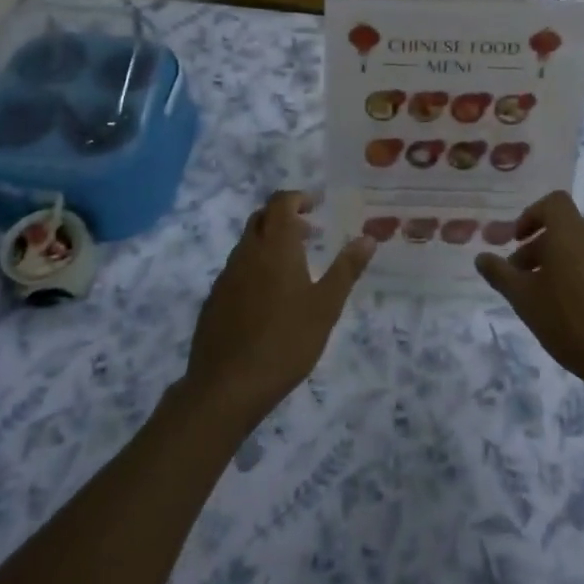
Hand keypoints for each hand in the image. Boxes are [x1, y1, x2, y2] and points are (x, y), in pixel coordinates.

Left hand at [182, 191, 375, 428]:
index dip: (298, 198)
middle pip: (261, 218)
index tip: (316, 204)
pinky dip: (255, 265)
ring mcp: (226, 275)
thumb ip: (346, 269)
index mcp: (275, 246)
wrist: (227, 385)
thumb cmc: (285, 341)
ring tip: (294, 266)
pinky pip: (237, 268)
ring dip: (270, 242)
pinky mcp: (215, 299)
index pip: (281, 203)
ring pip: (247, 243)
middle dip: (284, 217)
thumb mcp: (326, 306)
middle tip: (309, 232)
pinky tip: (269, 296)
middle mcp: (247, 252)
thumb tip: (369, 237)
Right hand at [475, 191, 583, 397]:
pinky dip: (578, 278)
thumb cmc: (569, 322)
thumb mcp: (524, 299)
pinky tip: (569, 312)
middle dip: (538, 247)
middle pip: (564, 230)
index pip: (554, 202)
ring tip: (542, 298)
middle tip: (519, 277)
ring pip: (580, 251)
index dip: (531, 215)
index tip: (516, 240)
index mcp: (572, 234)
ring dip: (557, 264)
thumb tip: (482, 257)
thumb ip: (500, 274)